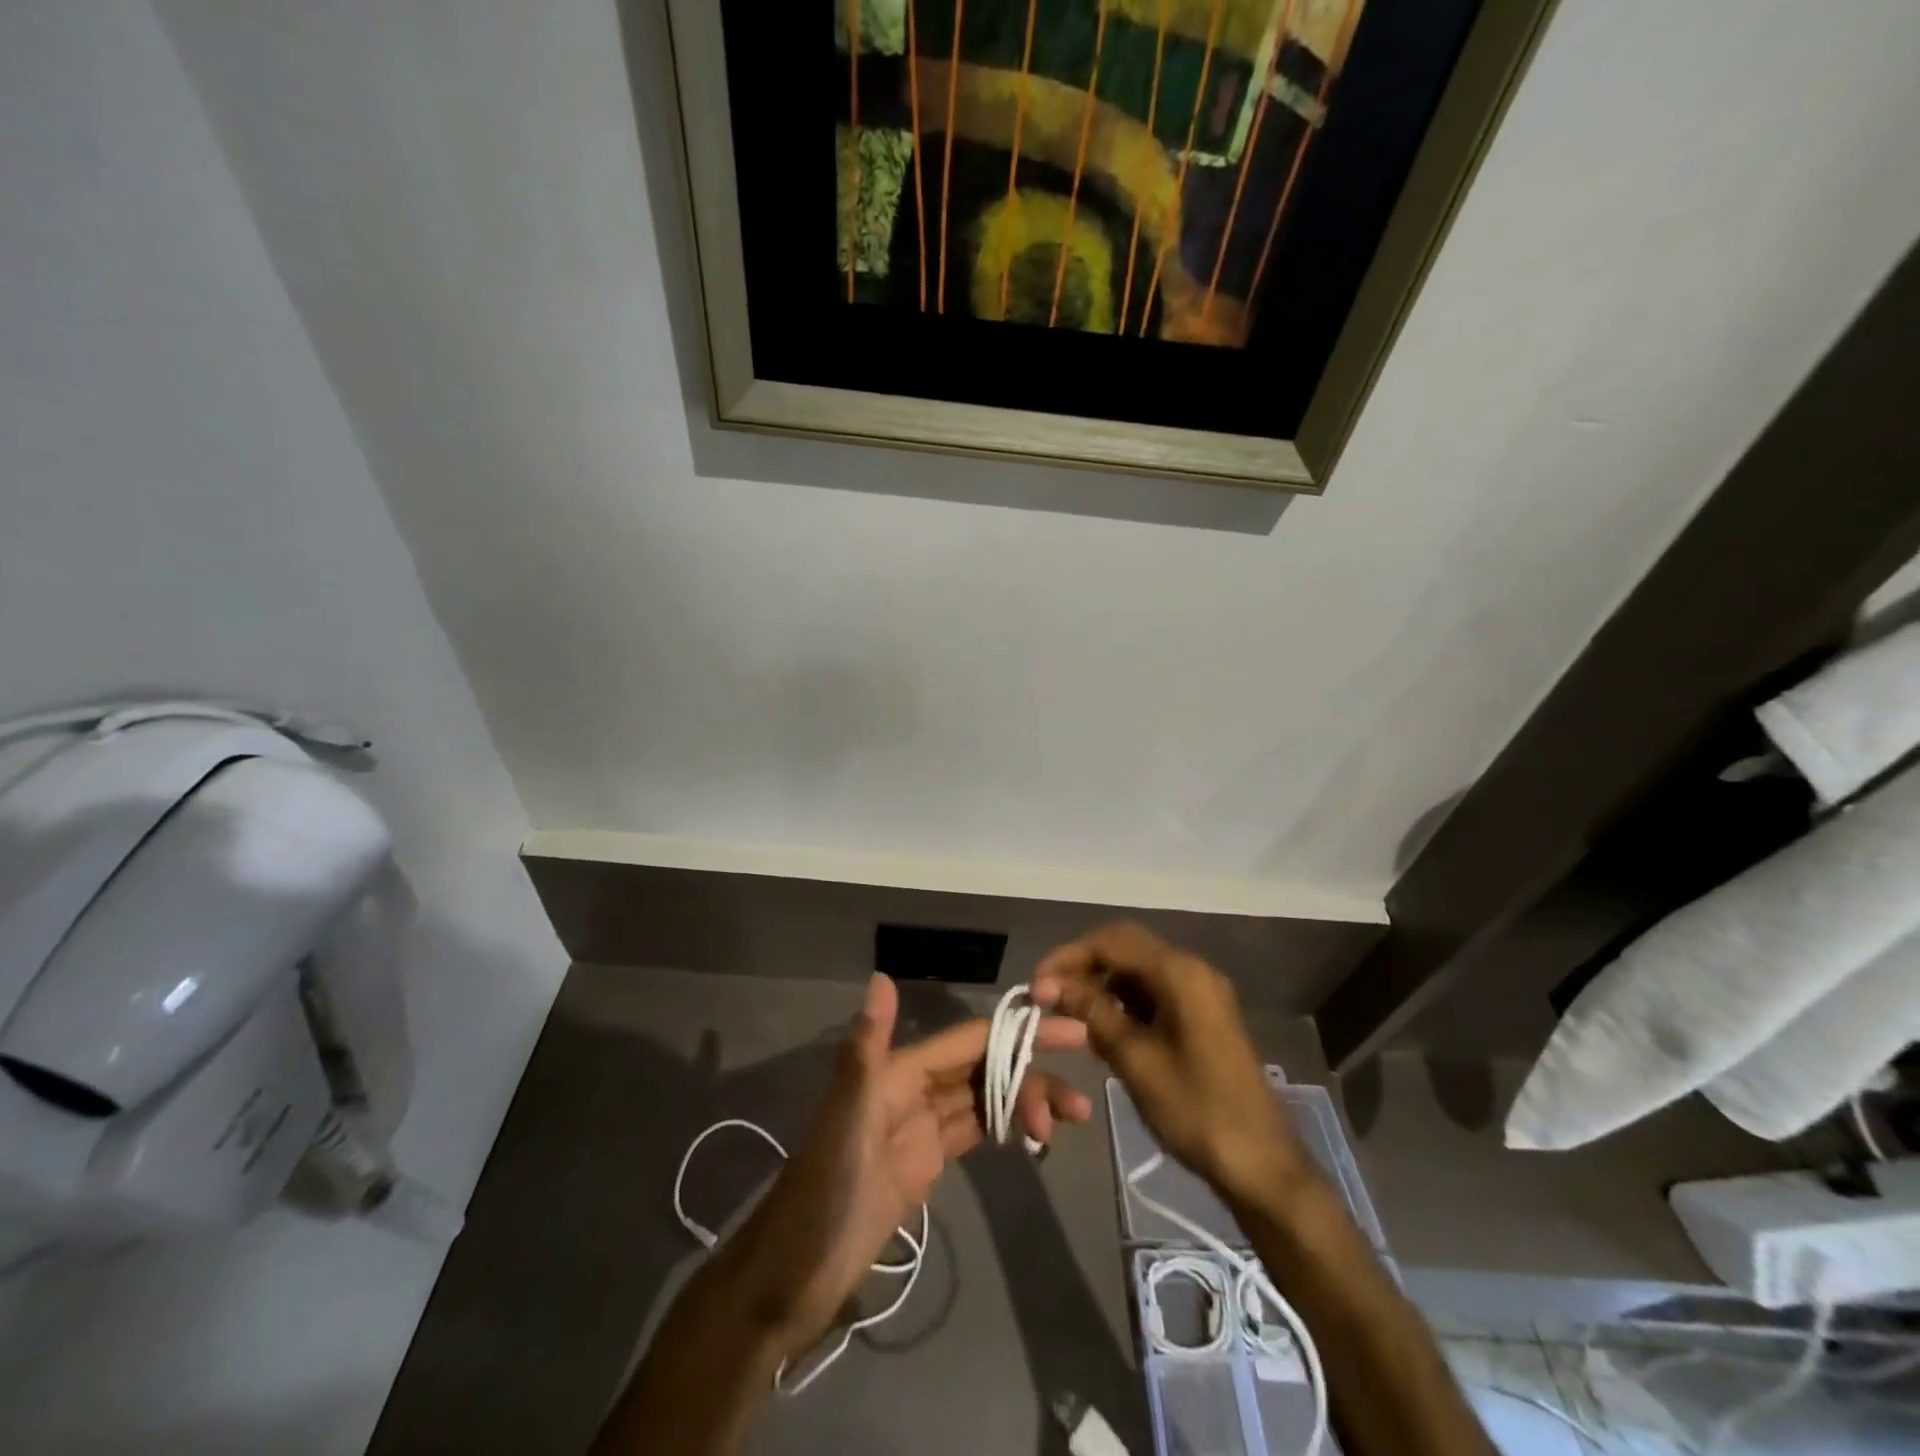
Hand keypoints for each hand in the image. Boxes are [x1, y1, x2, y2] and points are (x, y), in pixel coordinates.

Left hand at [723, 973, 1091, 1363]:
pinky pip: (974, 1130)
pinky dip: (1006, 1126)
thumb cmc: (824, 1193)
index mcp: (897, 1071)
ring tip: (1070, 1121)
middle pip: (983, 1068)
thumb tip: (882, 976)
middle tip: (1082, 1095)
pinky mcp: (925, 1163)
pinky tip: (1034, 1134)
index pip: (970, 1041)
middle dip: (1031, 1071)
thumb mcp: (846, 1119)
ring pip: (984, 1099)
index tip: (1069, 1030)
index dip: (1017, 1033)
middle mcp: (911, 1089)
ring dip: (1026, 1102)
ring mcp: (920, 1127)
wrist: (795, 1274)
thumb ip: (867, 1048)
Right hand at [1032, 923, 1307, 1209]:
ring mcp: (1201, 993)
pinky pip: (1155, 992)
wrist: (1261, 1165)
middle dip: (1084, 966)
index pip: (1113, 941)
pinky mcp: (1203, 1016)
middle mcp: (1193, 970)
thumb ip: (1092, 1013)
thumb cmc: (1196, 1110)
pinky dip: (1124, 1002)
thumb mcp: (1135, 1060)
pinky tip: (1101, 1028)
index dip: (1069, 956)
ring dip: (1102, 984)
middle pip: (1126, 948)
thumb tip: (1050, 985)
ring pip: (1139, 970)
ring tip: (1068, 1013)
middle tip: (1049, 994)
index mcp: (1180, 973)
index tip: (1037, 983)